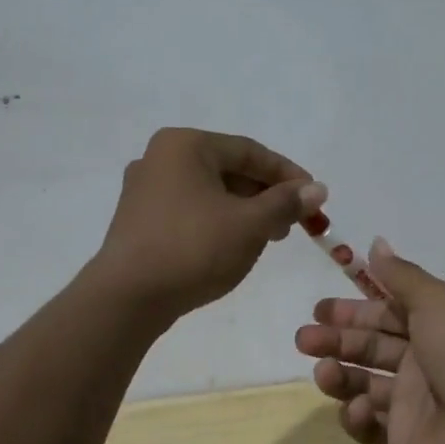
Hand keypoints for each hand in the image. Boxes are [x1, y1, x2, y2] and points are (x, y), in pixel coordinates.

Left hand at [92, 128, 323, 323]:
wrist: (127, 298)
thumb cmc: (193, 248)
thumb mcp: (250, 224)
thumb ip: (286, 203)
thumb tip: (317, 189)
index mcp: (185, 145)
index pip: (250, 151)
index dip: (288, 174)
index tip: (315, 198)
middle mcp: (160, 158)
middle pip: (229, 169)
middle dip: (266, 195)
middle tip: (294, 223)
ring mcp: (145, 189)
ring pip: (210, 192)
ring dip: (244, 211)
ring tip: (268, 238)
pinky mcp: (139, 219)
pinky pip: (190, 210)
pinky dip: (218, 222)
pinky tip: (233, 246)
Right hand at [294, 239, 444, 443]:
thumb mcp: (437, 303)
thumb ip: (401, 276)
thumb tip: (376, 244)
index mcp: (434, 328)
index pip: (385, 314)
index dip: (353, 310)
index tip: (319, 308)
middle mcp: (422, 363)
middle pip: (369, 347)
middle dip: (335, 341)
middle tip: (305, 339)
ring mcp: (412, 405)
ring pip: (363, 384)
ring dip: (339, 375)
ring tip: (323, 371)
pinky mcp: (403, 442)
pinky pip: (370, 427)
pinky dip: (357, 417)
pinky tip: (358, 407)